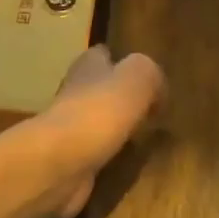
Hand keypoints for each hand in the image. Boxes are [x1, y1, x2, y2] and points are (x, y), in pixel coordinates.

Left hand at [31, 46, 163, 217]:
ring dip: (117, 127)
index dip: (123, 60)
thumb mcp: (138, 77)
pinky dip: (111, 155)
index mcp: (88, 65)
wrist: (61, 163)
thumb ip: (151, 74)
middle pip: (100, 88)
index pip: (104, 54)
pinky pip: (96, 152)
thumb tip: (157, 89)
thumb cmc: (99, 111)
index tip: (145, 75)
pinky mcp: (71, 159)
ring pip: (98, 121)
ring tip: (146, 137)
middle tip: (152, 109)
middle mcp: (75, 92)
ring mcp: (70, 128)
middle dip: (121, 96)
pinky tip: (129, 162)